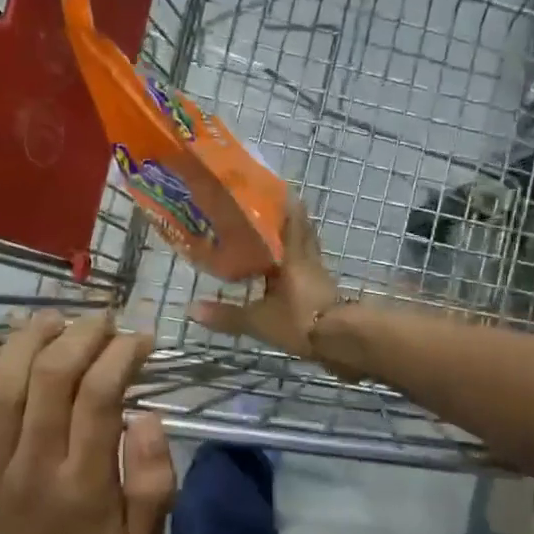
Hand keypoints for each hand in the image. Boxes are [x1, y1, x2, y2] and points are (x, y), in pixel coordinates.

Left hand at [0, 310, 175, 533]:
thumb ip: (155, 478)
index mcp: (80, 486)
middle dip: (80, 335)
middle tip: (102, 319)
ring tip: (53, 318)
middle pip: (48, 379)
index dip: (120, 355)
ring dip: (25, 339)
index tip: (138, 339)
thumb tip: (145, 415)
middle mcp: (28, 468)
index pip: (98, 399)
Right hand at [188, 196, 338, 356]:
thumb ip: (228, 315)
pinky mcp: (326, 299)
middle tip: (272, 215)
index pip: (293, 222)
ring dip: (293, 249)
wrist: (342, 343)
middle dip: (290, 224)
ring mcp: (320, 281)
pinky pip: (308, 278)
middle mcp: (310, 263)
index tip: (279, 190)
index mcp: (294, 257)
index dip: (287, 205)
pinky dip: (296, 274)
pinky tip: (284, 281)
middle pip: (303, 236)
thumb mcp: (260, 320)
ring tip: (273, 247)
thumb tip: (191, 309)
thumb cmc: (301, 320)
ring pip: (306, 256)